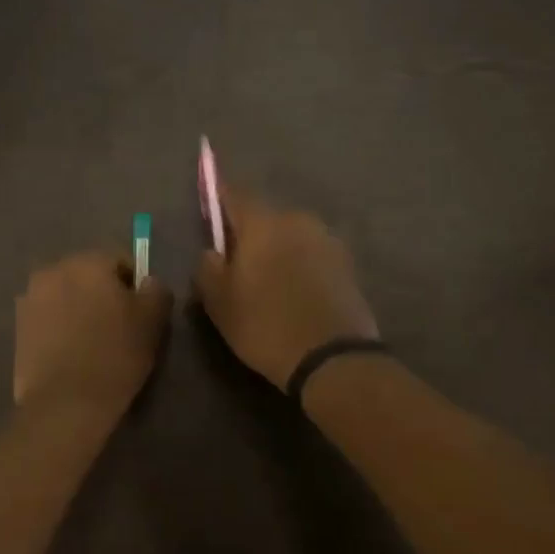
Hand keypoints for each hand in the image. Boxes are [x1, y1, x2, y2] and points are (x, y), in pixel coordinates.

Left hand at [14, 252, 172, 412]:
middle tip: (117, 327)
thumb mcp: (152, 321)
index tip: (140, 313)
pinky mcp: (17, 326)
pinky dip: (59, 327)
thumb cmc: (114, 355)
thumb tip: (147, 282)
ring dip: (78, 309)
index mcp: (86, 262)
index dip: (134, 285)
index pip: (120, 261)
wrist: (64, 402)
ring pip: (66, 295)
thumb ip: (156, 291)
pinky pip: (48, 317)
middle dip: (102, 294)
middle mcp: (53, 270)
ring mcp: (30, 298)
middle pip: (88, 275)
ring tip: (91, 342)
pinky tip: (70, 352)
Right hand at [194, 186, 378, 387]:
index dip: (219, 197)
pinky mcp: (347, 264)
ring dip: (277, 250)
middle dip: (249, 233)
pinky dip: (299, 265)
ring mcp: (327, 240)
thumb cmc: (265, 325)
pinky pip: (311, 255)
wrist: (333, 357)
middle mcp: (298, 221)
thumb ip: (207, 268)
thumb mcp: (219, 303)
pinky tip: (293, 292)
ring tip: (268, 282)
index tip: (209, 204)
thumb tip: (212, 251)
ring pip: (291, 236)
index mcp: (263, 224)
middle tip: (237, 263)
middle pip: (265, 217)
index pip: (235, 195)